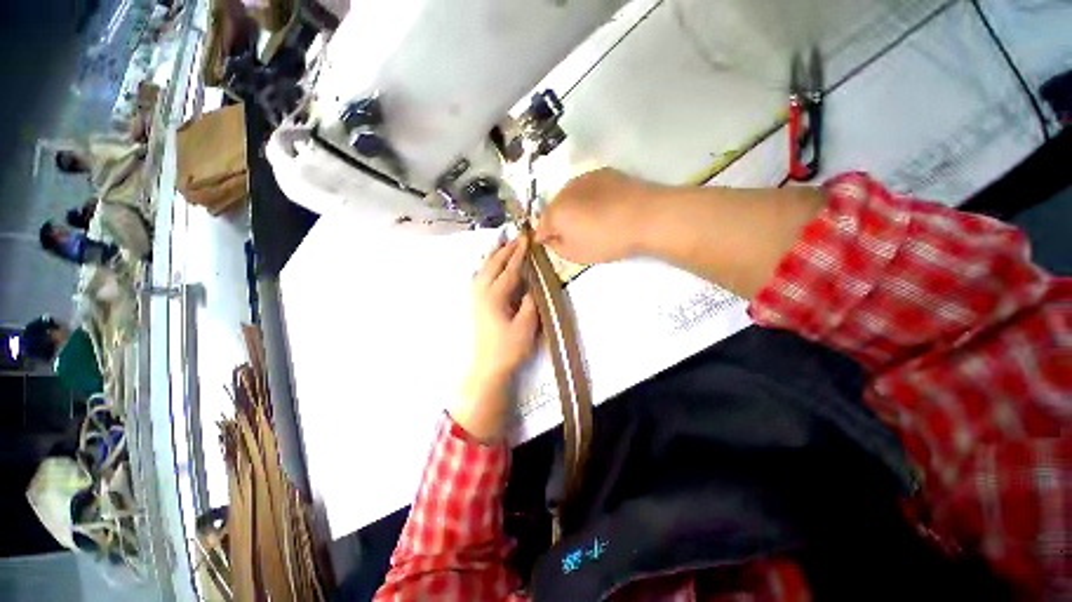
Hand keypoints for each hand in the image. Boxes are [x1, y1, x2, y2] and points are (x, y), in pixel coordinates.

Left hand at [454, 238, 540, 441]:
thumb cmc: (509, 348)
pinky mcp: (476, 305)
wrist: (489, 367)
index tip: (527, 238)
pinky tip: (484, 266)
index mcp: (495, 297)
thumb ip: (530, 303)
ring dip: (492, 255)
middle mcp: (482, 293)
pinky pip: (477, 279)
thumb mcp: (526, 326)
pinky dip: (482, 267)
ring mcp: (476, 298)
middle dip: (505, 249)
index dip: (519, 253)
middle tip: (517, 236)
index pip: (509, 269)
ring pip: (482, 270)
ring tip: (499, 242)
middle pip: (493, 265)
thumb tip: (532, 285)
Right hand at [535, 168, 657, 264]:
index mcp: (555, 212)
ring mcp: (584, 178)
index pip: (540, 226)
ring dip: (571, 207)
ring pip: (569, 196)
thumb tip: (550, 238)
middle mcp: (564, 191)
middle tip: (569, 234)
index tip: (548, 244)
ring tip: (587, 220)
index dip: (543, 237)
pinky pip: (586, 188)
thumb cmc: (607, 240)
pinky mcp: (603, 172)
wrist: (646, 216)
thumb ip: (556, 247)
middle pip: (553, 208)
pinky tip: (601, 207)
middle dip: (557, 221)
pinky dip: (587, 197)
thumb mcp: (576, 255)